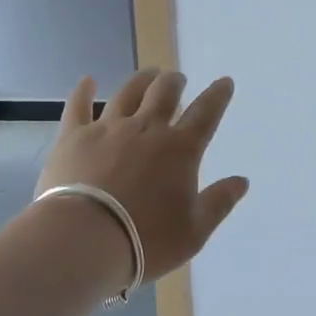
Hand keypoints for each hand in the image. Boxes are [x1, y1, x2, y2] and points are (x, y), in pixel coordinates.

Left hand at [36, 69, 249, 282]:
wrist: (83, 240)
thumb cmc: (145, 240)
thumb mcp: (194, 231)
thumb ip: (219, 202)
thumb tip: (242, 180)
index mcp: (180, 149)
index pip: (206, 113)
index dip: (217, 95)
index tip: (224, 82)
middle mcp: (147, 129)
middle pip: (164, 93)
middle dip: (175, 82)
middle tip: (178, 79)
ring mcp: (108, 129)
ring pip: (128, 93)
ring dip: (142, 80)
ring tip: (149, 74)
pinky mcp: (73, 137)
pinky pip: (79, 106)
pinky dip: (84, 91)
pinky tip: (87, 81)